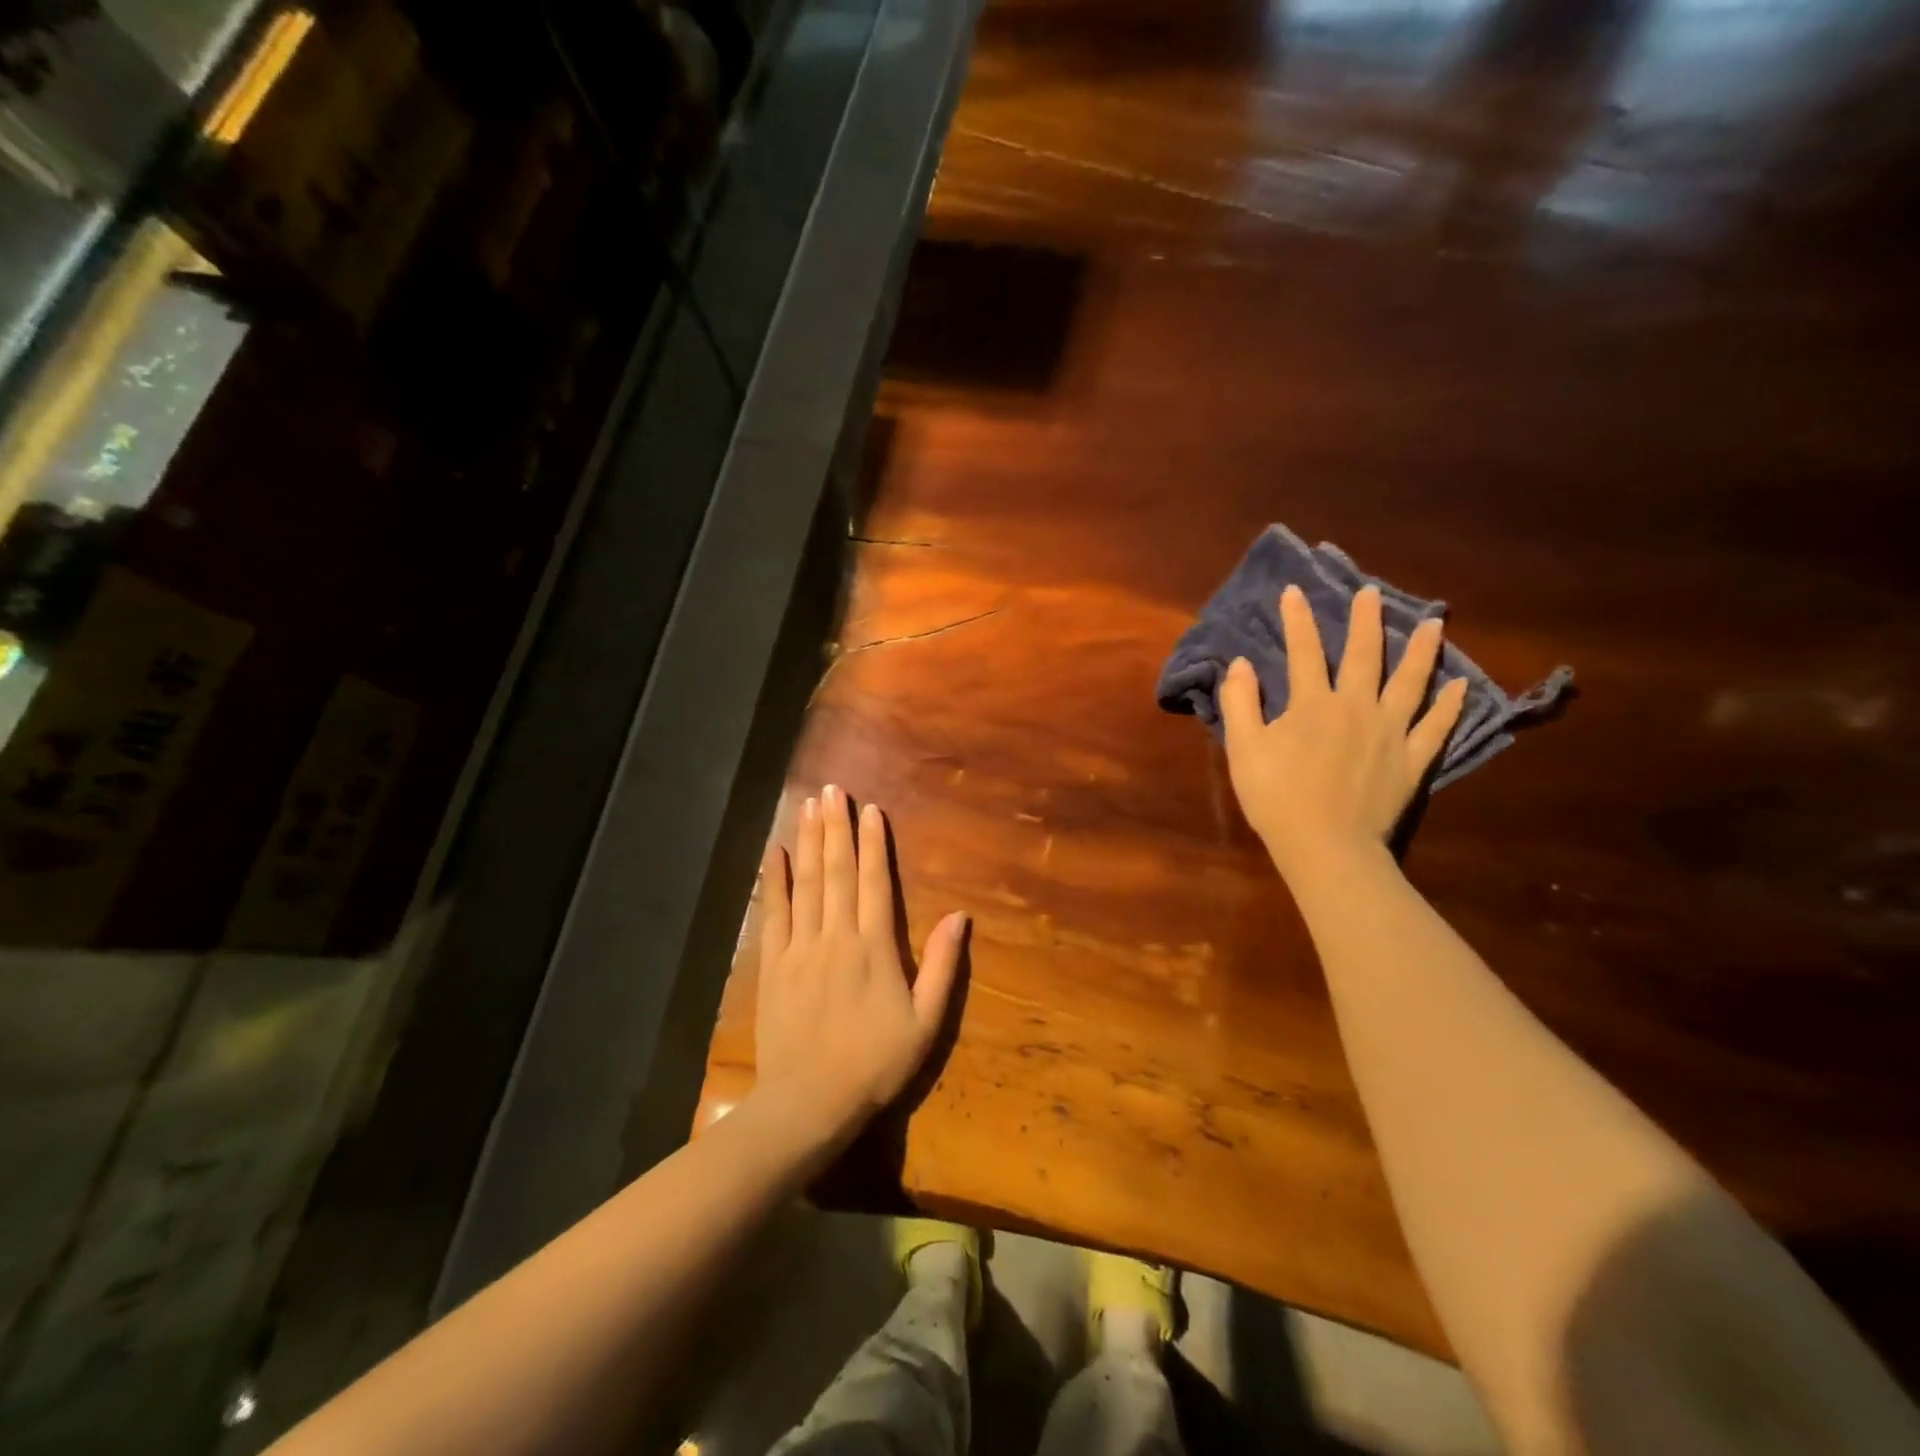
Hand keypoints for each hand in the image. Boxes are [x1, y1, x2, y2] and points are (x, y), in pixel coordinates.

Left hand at [752, 785, 967, 1152]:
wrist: (809, 1103)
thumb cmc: (875, 1064)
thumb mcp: (925, 1022)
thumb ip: (942, 966)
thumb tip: (959, 916)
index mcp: (875, 947)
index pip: (875, 882)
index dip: (873, 843)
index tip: (870, 810)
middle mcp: (836, 936)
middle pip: (837, 871)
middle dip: (835, 828)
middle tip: (832, 790)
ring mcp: (800, 948)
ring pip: (805, 883)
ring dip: (807, 841)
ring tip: (808, 805)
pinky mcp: (772, 965)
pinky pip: (773, 913)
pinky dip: (774, 881)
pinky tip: (774, 853)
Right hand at [1220, 585, 1467, 882]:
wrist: (1326, 847)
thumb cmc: (1276, 798)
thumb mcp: (1243, 750)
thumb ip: (1240, 703)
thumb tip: (1240, 664)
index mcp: (1312, 704)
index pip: (1303, 651)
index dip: (1297, 619)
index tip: (1294, 590)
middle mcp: (1356, 707)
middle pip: (1363, 655)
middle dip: (1365, 621)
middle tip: (1372, 593)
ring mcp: (1390, 732)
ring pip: (1410, 682)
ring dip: (1421, 650)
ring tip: (1435, 623)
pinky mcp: (1412, 760)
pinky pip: (1436, 727)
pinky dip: (1449, 705)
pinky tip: (1460, 685)